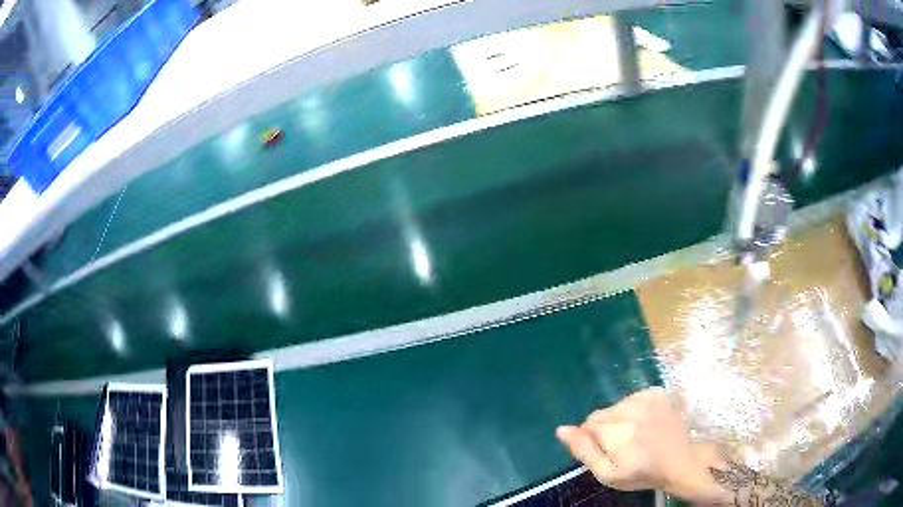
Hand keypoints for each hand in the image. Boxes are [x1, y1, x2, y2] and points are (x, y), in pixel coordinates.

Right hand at [555, 387, 723, 501]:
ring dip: (619, 418)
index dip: (592, 439)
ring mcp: (646, 398)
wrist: (680, 461)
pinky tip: (644, 422)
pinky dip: (633, 409)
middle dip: (605, 428)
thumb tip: (561, 429)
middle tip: (621, 446)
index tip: (606, 451)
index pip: (588, 423)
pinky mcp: (656, 393)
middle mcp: (630, 409)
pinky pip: (632, 397)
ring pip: (617, 405)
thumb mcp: (608, 474)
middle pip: (602, 413)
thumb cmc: (642, 473)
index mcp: (616, 431)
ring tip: (634, 435)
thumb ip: (583, 451)